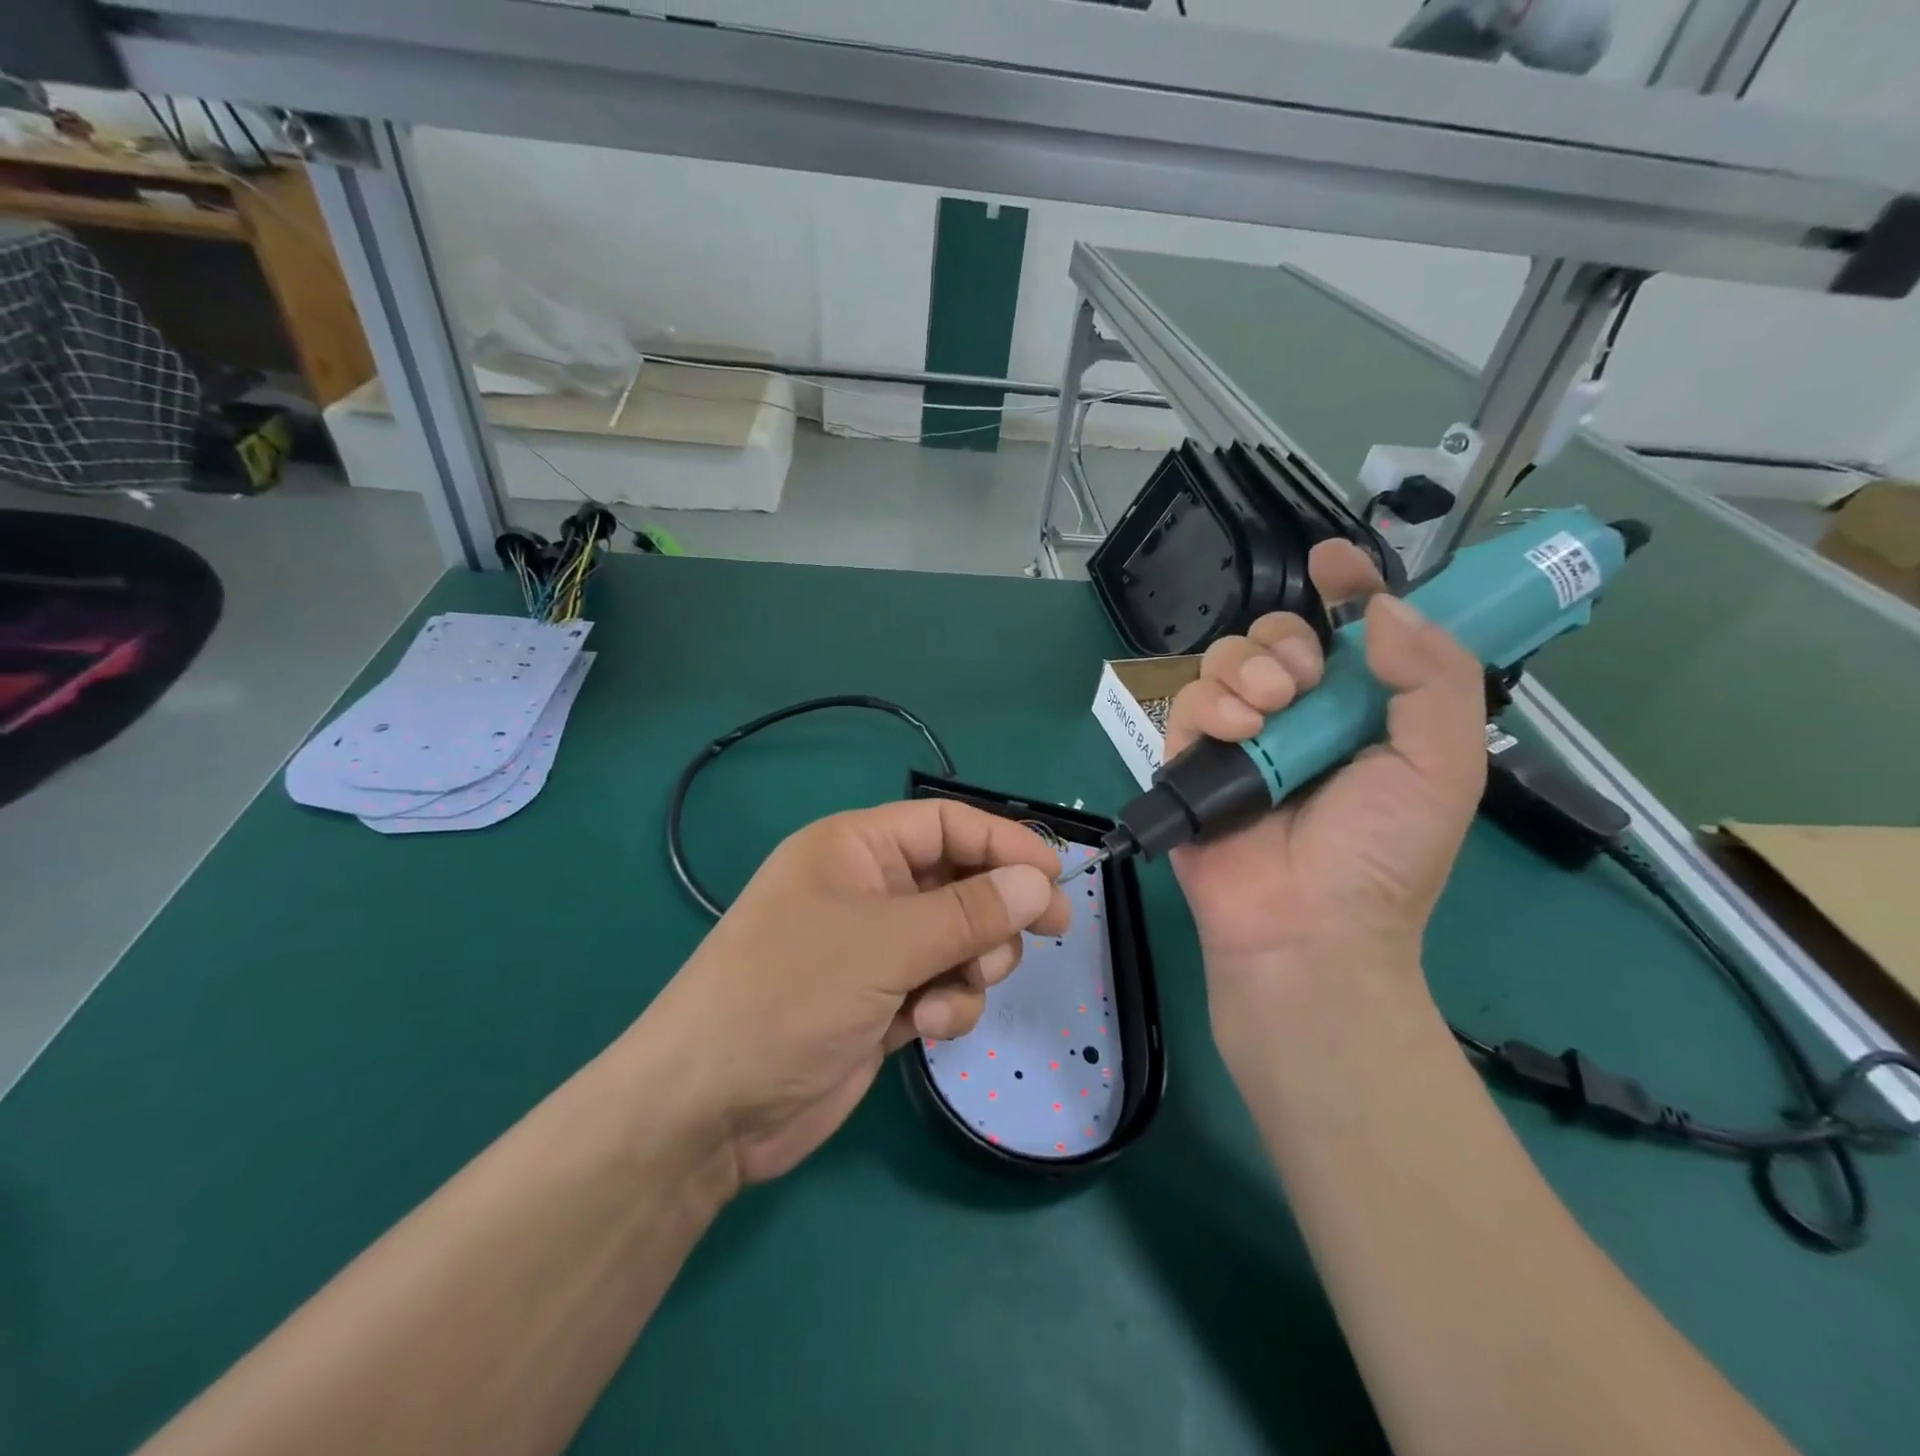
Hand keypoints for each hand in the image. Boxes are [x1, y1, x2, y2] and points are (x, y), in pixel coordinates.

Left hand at [636, 801, 1070, 1185]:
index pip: (945, 824)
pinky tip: (927, 1026)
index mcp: (854, 849)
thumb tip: (1038, 882)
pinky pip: (942, 984)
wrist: (709, 1109)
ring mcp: (874, 949)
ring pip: (959, 938)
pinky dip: (948, 1003)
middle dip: (997, 909)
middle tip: (1050, 929)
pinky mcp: (882, 1001)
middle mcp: (867, 890)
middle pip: (959, 880)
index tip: (1056, 874)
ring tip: (952, 991)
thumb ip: (968, 912)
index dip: (1003, 842)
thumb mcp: (884, 945)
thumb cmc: (788, 996)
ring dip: (972, 964)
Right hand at [1166, 541, 1486, 1041]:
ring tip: (1267, 712)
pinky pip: (1187, 703)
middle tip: (1303, 680)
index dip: (1347, 587)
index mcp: (1363, 711)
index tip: (1332, 561)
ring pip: (1225, 659)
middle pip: (1276, 636)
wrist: (1306, 926)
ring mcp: (1242, 737)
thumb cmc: (1382, 853)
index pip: (1353, 631)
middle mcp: (1299, 715)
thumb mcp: (1445, 766)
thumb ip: (1436, 678)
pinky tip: (1235, 733)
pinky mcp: (1192, 759)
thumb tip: (1384, 609)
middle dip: (1286, 641)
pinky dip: (1210, 706)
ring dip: (1247, 670)